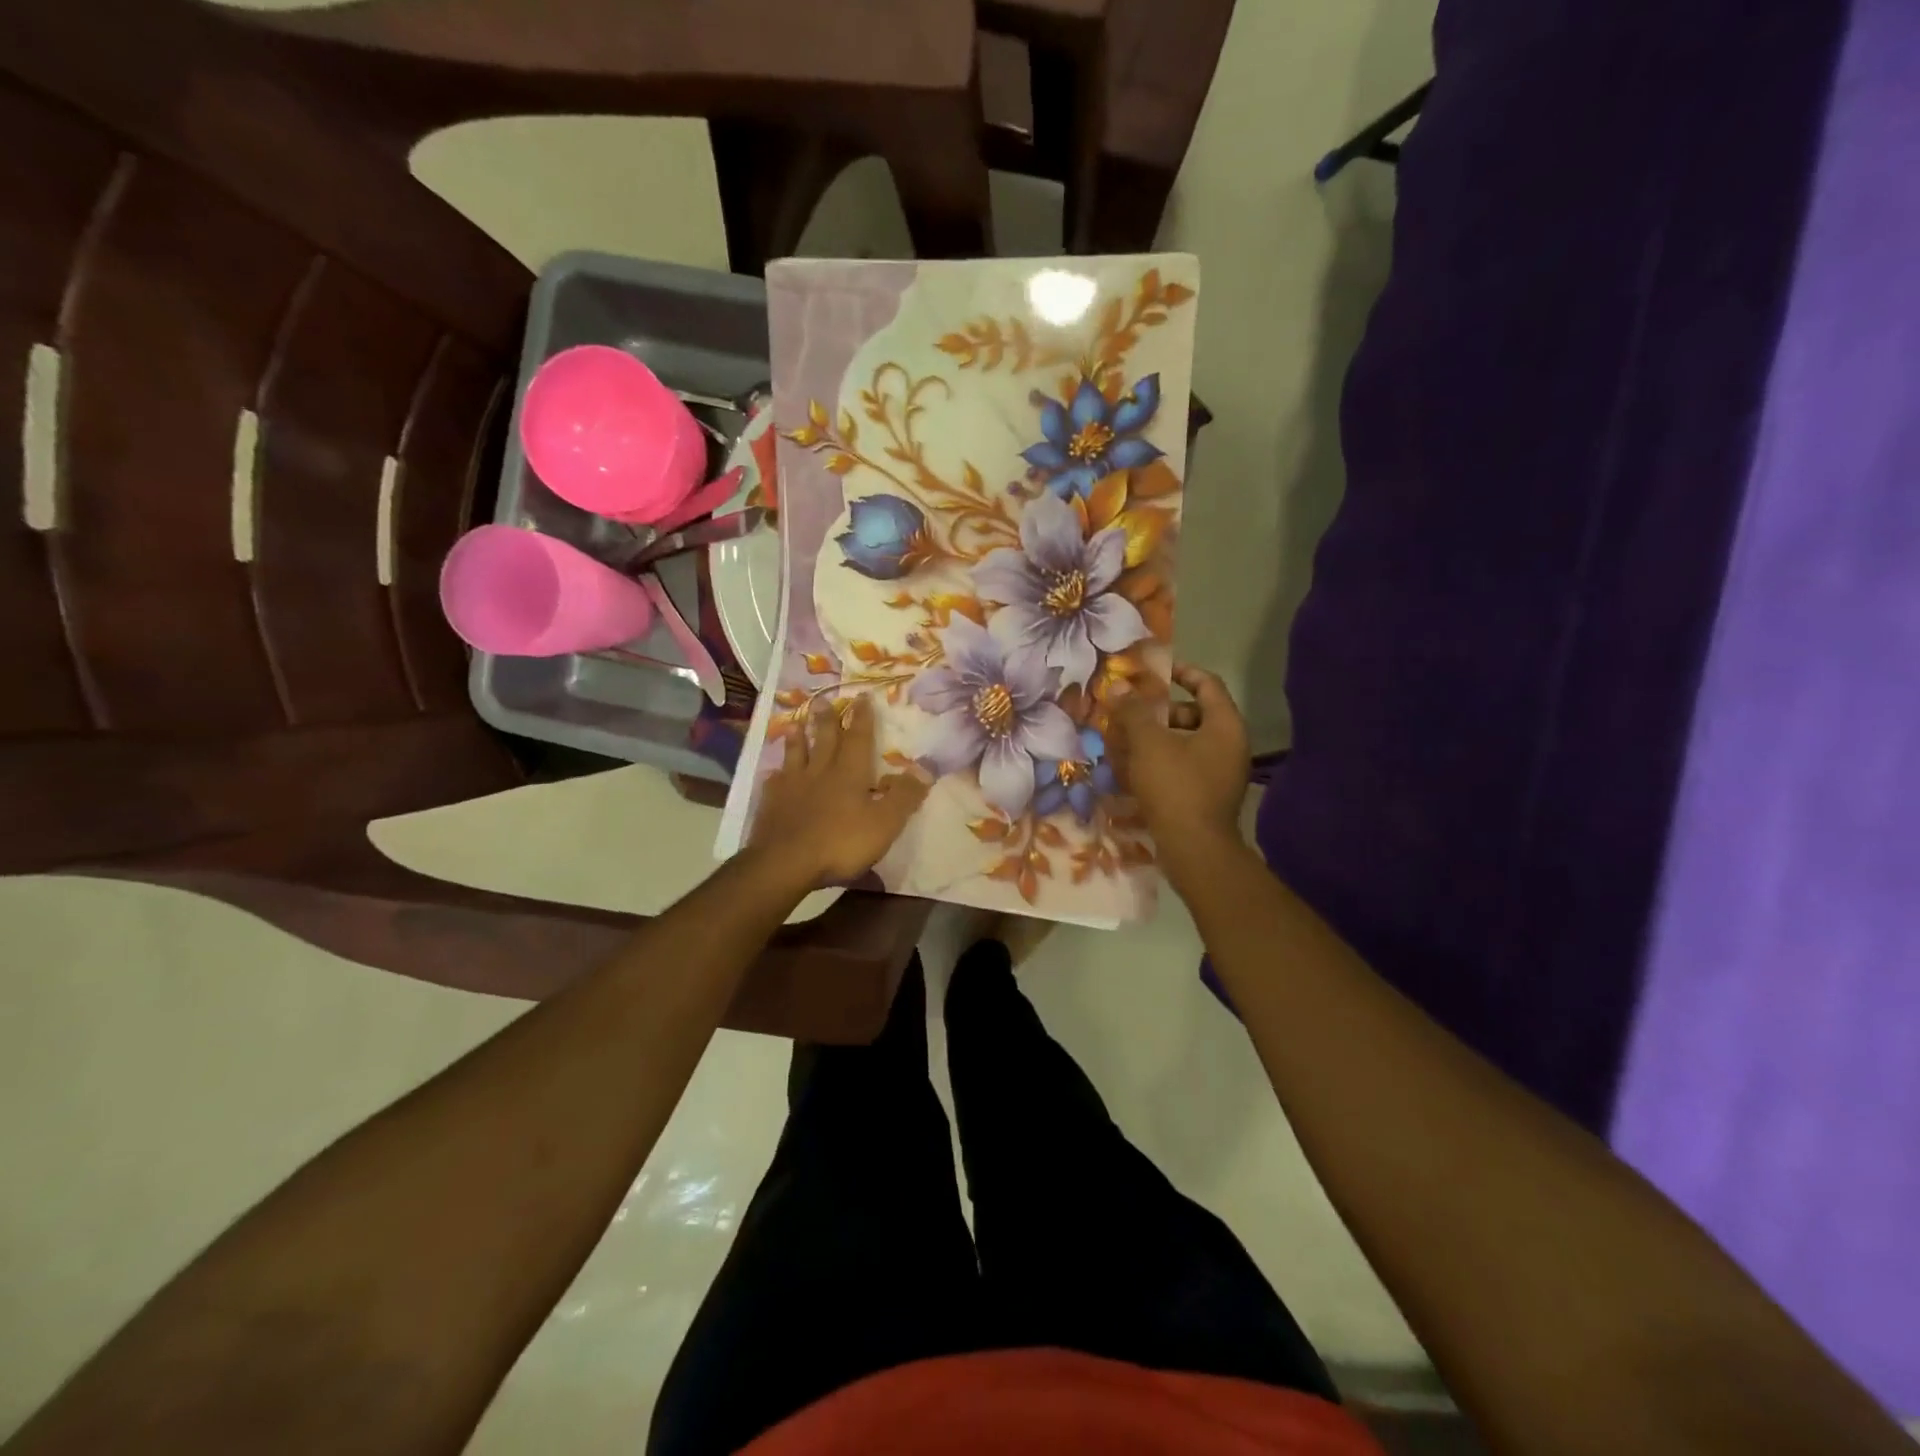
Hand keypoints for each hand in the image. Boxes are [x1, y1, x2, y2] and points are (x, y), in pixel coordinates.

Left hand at [750, 694, 928, 886]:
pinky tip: (774, 773)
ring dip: (798, 739)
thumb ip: (904, 796)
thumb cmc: (840, 843)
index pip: (858, 738)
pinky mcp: (771, 804)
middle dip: (827, 720)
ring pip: (796, 755)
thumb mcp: (884, 823)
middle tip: (823, 700)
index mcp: (849, 773)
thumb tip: (925, 768)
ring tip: (796, 724)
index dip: (862, 718)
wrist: (785, 863)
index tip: (861, 697)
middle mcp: (820, 772)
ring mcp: (792, 787)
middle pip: (824, 740)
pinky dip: (776, 774)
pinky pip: (774, 782)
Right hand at [1108, 664, 1249, 850]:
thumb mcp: (1148, 743)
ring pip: (1184, 743)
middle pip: (1193, 714)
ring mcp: (1220, 773)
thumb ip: (1134, 712)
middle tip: (1129, 712)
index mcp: (1224, 725)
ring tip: (1122, 741)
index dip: (1180, 671)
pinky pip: (1182, 767)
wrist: (1194, 850)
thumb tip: (1119, 686)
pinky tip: (1131, 770)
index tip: (1152, 671)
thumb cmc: (1175, 787)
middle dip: (1158, 712)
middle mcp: (1229, 745)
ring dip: (1154, 739)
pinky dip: (1159, 763)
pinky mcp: (1207, 796)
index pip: (1207, 683)